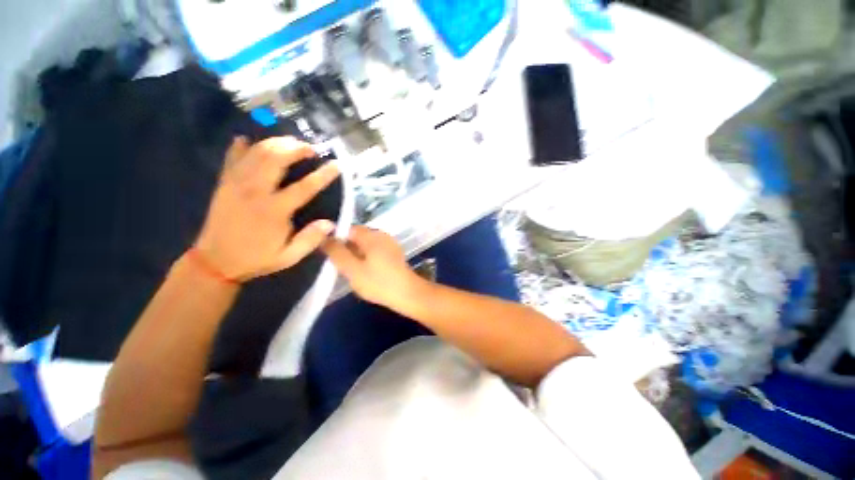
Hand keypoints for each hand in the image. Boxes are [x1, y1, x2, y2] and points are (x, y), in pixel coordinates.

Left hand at [194, 136, 339, 281]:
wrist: (215, 261)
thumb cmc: (256, 258)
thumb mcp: (289, 257)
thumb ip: (310, 240)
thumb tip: (330, 223)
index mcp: (274, 211)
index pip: (305, 187)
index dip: (323, 175)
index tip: (336, 165)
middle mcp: (255, 192)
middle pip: (276, 159)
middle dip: (295, 149)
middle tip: (309, 149)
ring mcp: (236, 184)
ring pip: (256, 153)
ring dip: (275, 143)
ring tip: (290, 143)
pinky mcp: (224, 183)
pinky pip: (232, 158)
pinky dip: (241, 147)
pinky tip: (248, 140)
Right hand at [322, 226, 428, 310]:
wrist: (408, 294)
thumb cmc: (378, 282)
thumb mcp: (352, 269)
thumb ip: (337, 253)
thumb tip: (324, 238)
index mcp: (372, 235)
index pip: (348, 229)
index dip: (336, 239)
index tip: (330, 255)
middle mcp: (382, 235)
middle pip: (358, 236)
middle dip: (347, 248)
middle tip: (340, 266)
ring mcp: (390, 244)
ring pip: (366, 245)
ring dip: (357, 255)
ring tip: (352, 271)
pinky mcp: (394, 253)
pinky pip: (375, 251)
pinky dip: (367, 258)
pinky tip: (366, 272)